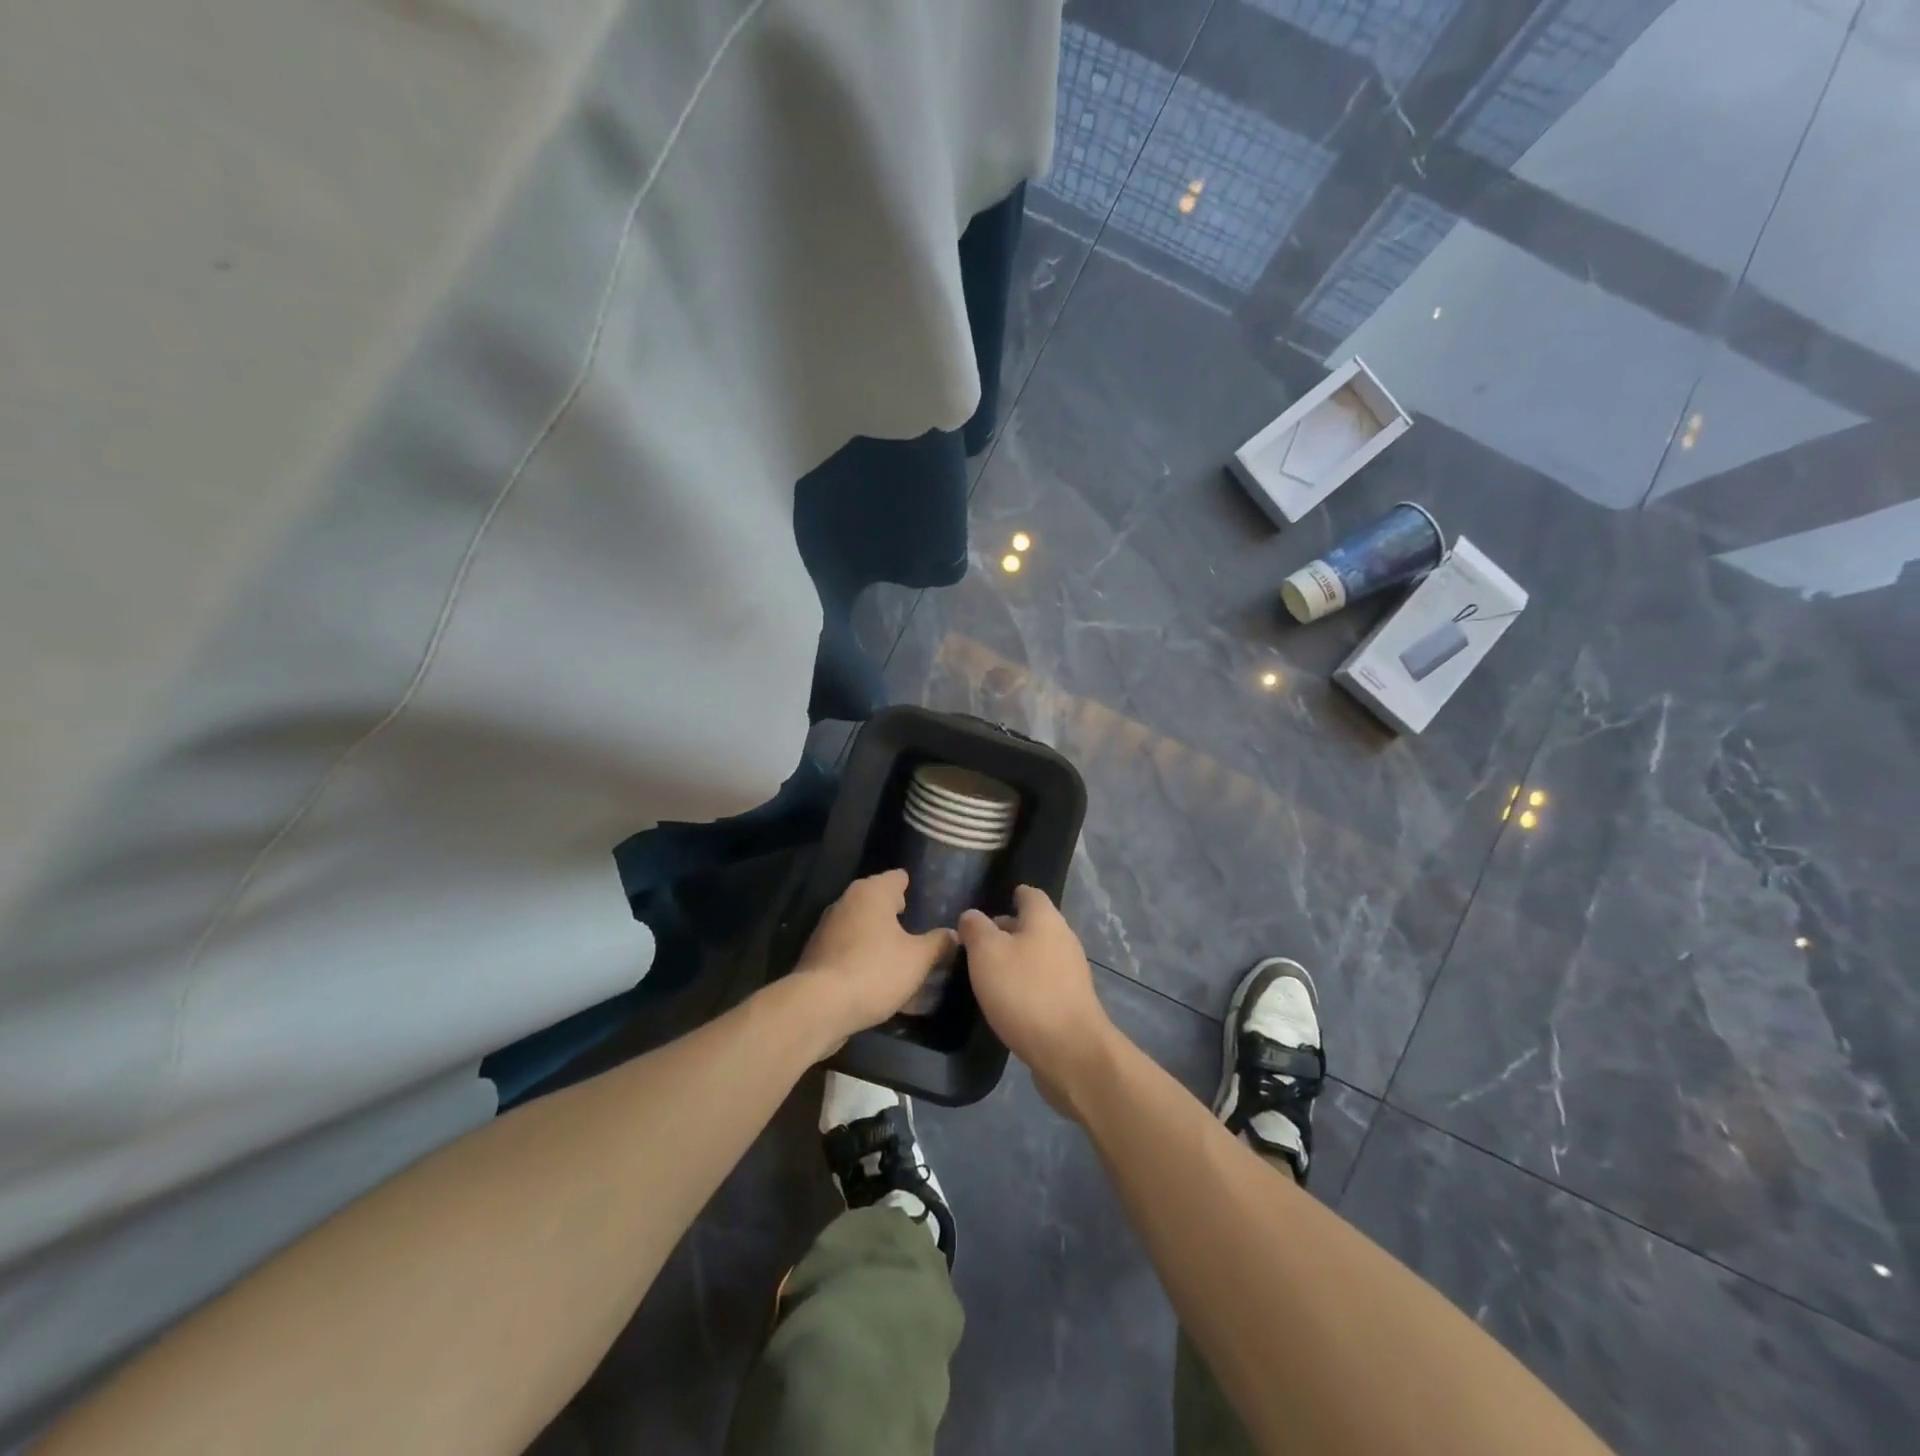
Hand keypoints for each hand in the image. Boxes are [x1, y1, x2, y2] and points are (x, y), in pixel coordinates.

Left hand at [791, 870, 956, 1049]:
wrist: (818, 1006)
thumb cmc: (874, 971)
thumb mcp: (918, 960)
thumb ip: (938, 943)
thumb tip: (953, 934)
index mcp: (872, 892)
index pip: (898, 877)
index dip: (914, 888)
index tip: (928, 903)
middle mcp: (847, 900)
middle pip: (878, 899)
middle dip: (896, 913)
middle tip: (919, 930)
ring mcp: (827, 926)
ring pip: (861, 923)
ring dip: (878, 935)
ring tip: (900, 955)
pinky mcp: (817, 952)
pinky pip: (848, 946)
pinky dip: (862, 953)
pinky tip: (875, 974)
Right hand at [959, 886, 1118, 1119]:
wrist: (1070, 1051)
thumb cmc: (1024, 992)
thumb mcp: (986, 953)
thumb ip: (976, 928)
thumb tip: (972, 915)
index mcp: (1045, 919)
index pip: (1028, 894)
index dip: (1008, 896)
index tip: (985, 910)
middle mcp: (1063, 938)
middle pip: (1033, 925)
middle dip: (1007, 931)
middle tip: (976, 945)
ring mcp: (1072, 971)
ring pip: (1038, 954)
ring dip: (1016, 960)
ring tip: (987, 974)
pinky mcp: (1072, 1001)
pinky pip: (1044, 982)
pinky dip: (1026, 985)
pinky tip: (1008, 1001)